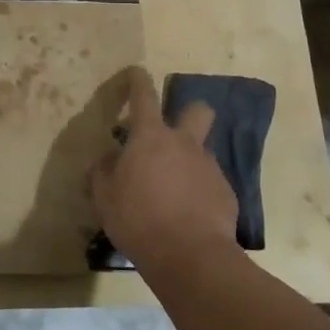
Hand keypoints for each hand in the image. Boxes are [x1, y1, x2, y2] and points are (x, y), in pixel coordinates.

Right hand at [89, 67, 239, 277]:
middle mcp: (184, 143)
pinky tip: (189, 215)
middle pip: (197, 110)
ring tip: (174, 190)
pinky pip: (211, 182)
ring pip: (202, 151)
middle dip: (188, 113)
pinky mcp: (226, 193)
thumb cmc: (138, 220)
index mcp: (150, 137)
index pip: (143, 95)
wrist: (190, 257)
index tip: (136, 72)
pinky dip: (200, 191)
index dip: (138, 80)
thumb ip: (103, 172)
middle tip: (172, 134)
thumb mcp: (105, 197)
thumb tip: (107, 159)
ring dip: (190, 161)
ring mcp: (209, 167)